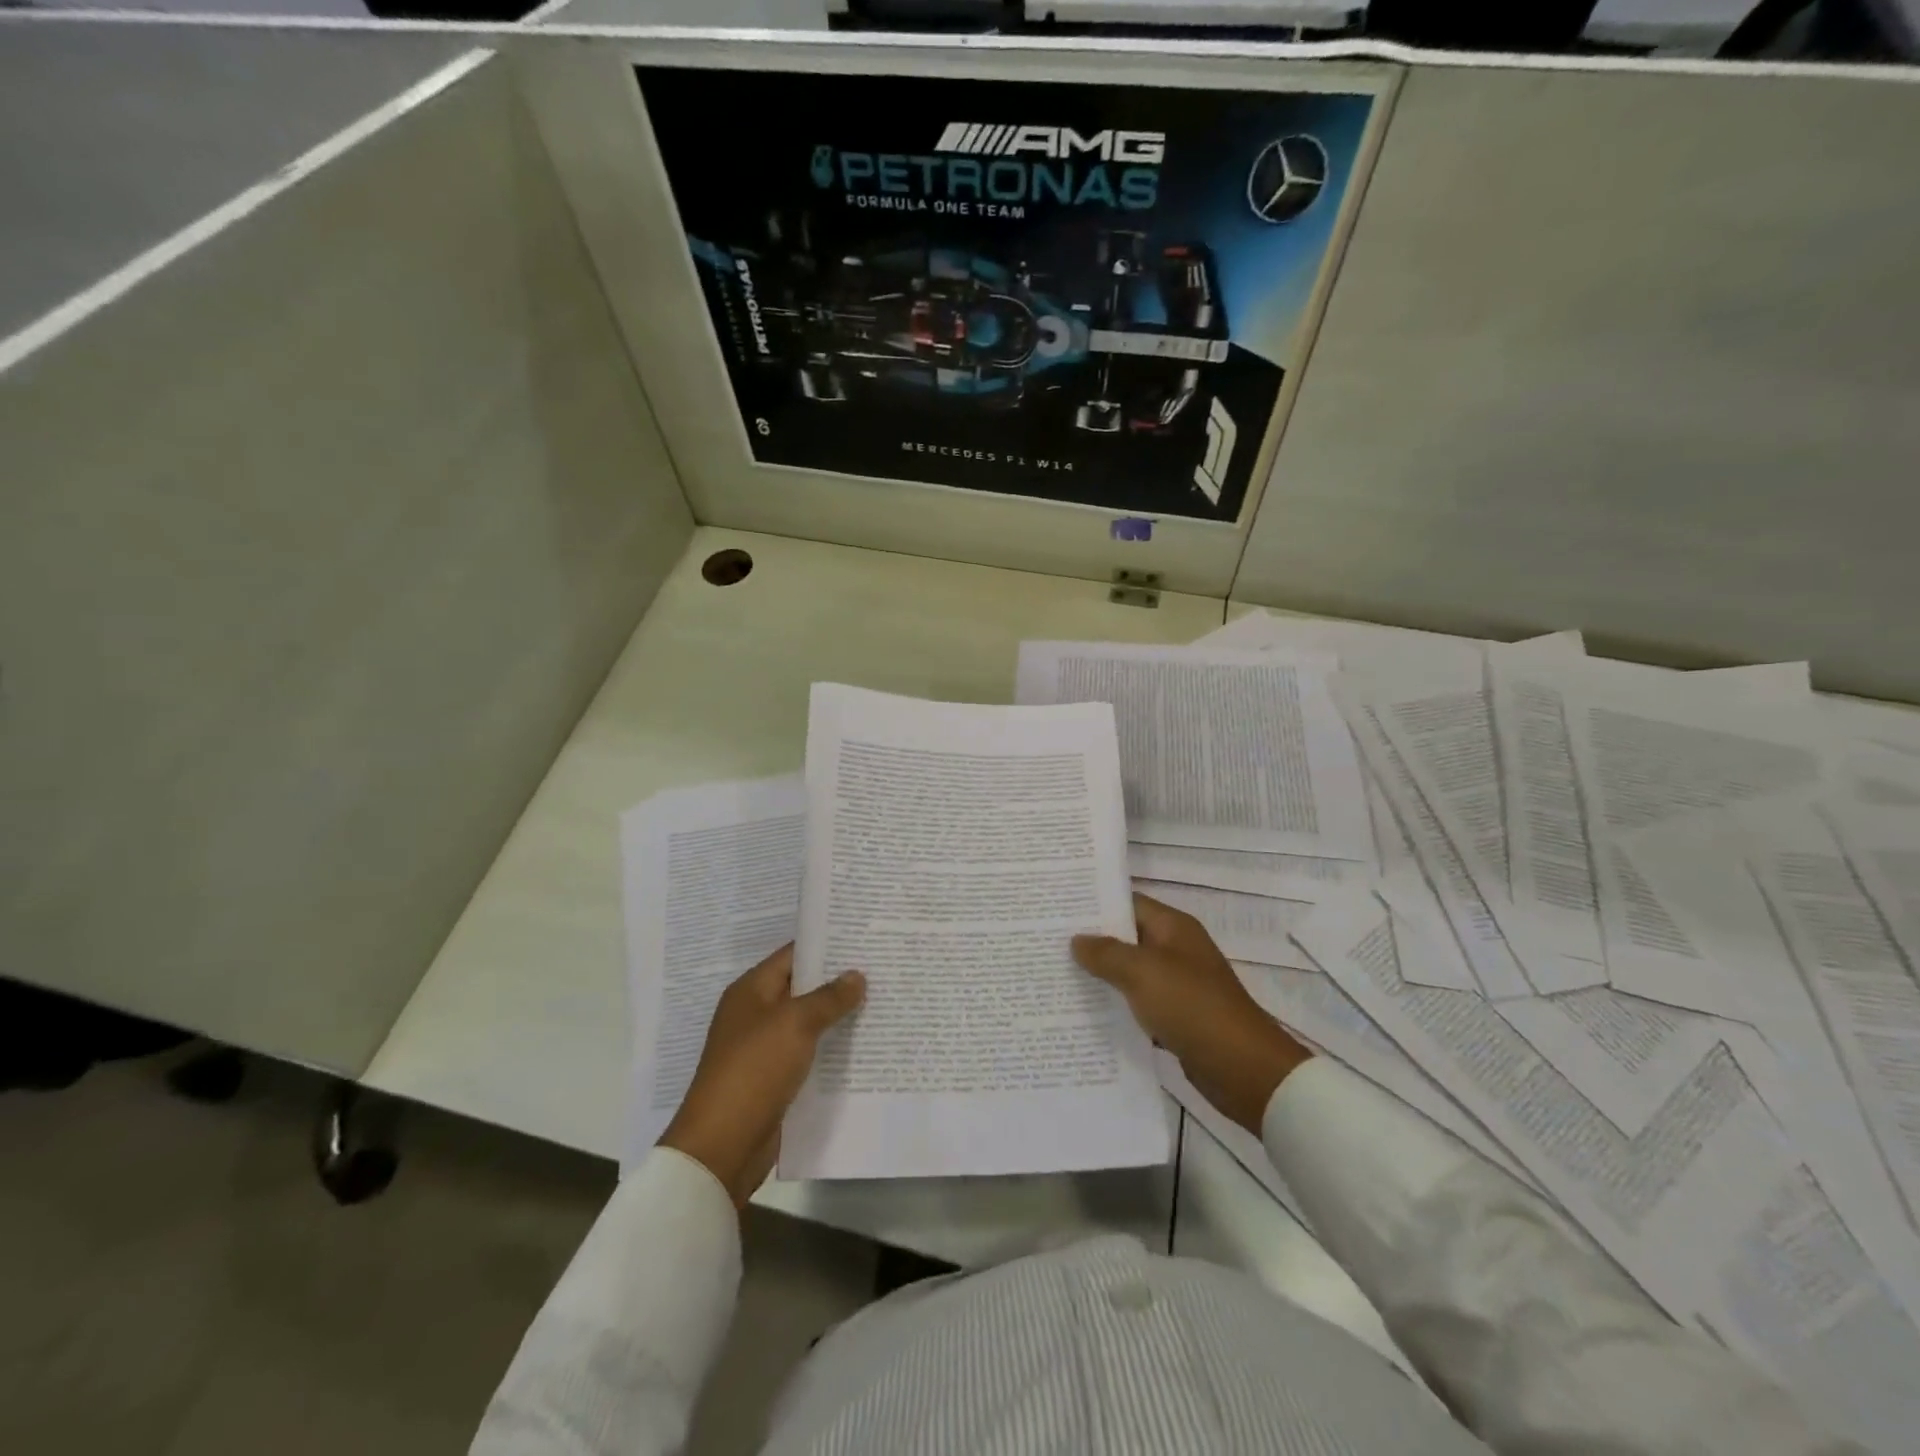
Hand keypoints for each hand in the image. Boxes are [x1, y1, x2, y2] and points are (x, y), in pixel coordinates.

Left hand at [659, 944, 864, 1208]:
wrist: (723, 1146)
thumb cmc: (754, 1070)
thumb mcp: (795, 1024)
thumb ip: (829, 998)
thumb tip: (856, 975)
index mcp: (751, 991)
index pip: (793, 955)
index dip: (827, 946)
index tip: (864, 940)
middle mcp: (756, 1014)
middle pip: (802, 988)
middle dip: (838, 981)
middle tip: (882, 970)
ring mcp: (764, 1048)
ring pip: (808, 1023)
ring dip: (838, 1017)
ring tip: (881, 1003)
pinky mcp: (774, 1079)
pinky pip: (808, 1054)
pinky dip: (831, 1049)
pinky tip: (864, 1047)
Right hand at [1073, 893, 1310, 1134]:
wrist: (1242, 1069)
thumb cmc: (1192, 1007)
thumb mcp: (1142, 972)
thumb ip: (1106, 953)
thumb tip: (1077, 940)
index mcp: (1173, 927)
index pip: (1127, 903)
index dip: (1094, 904)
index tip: (1056, 909)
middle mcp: (1175, 950)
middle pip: (1126, 938)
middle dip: (1090, 942)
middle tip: (1046, 943)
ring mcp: (1177, 985)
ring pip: (1129, 973)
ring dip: (1100, 976)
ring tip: (1056, 976)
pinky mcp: (1176, 1017)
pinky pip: (1138, 1004)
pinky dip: (1116, 1007)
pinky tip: (1084, 1014)